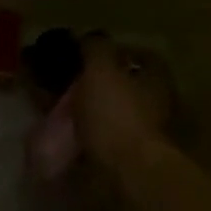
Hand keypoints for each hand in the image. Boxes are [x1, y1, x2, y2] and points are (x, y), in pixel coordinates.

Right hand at [71, 35, 173, 171]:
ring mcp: (140, 135)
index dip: (119, 51)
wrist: (125, 174)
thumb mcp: (102, 70)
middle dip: (97, 82)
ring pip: (109, 113)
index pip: (144, 57)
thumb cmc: (117, 114)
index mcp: (156, 81)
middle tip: (66, 78)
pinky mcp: (124, 159)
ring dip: (86, 110)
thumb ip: (96, 49)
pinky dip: (81, 135)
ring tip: (55, 106)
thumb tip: (91, 37)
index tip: (91, 51)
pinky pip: (98, 139)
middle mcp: (153, 106)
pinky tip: (59, 132)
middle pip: (125, 86)